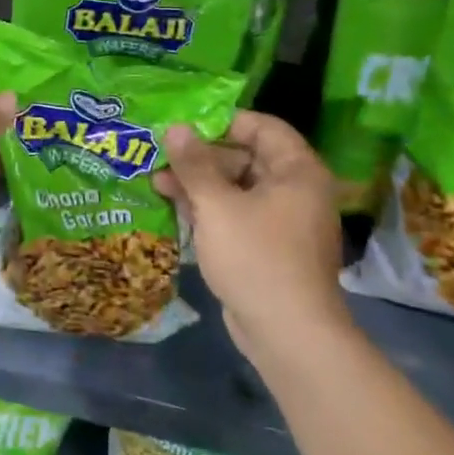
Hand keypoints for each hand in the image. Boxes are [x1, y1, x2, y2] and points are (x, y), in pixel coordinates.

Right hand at [155, 111, 351, 361]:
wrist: (287, 333)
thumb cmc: (256, 257)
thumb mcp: (217, 205)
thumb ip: (194, 164)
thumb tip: (176, 127)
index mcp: (297, 171)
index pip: (263, 127)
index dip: (224, 121)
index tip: (185, 125)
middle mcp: (295, 191)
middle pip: (246, 157)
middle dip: (202, 156)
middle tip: (162, 155)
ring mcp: (281, 222)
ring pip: (237, 189)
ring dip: (199, 184)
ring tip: (156, 180)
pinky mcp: (267, 247)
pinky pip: (236, 215)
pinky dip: (209, 209)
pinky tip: (174, 207)